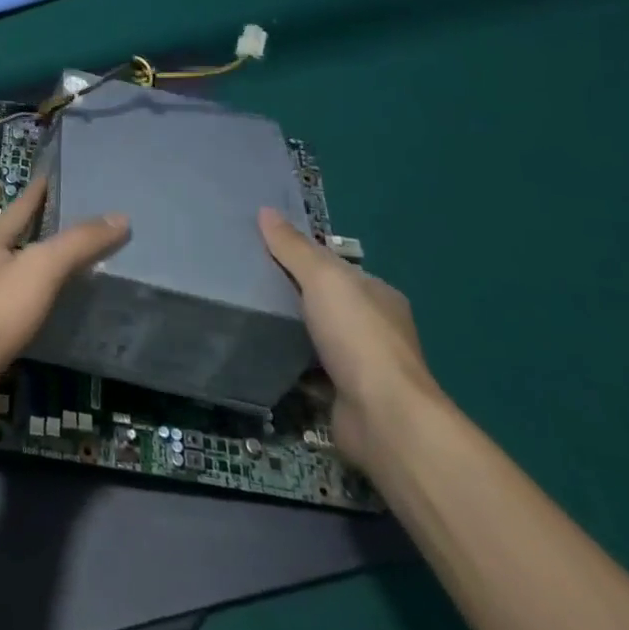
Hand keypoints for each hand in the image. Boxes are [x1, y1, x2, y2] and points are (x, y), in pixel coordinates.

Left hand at [0, 176, 127, 390]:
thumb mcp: (42, 267)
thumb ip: (78, 242)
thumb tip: (120, 217)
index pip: (20, 206)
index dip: (38, 191)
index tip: (52, 176)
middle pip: (12, 237)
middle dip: (37, 229)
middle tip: (71, 222)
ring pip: (10, 271)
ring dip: (33, 265)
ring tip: (64, 265)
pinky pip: (11, 303)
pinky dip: (30, 298)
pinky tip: (46, 308)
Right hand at [258, 208, 439, 468]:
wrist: (384, 419)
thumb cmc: (358, 337)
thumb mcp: (323, 279)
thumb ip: (293, 247)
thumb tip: (266, 210)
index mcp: (377, 294)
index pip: (333, 265)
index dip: (299, 253)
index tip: (259, 246)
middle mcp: (375, 327)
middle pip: (324, 299)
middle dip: (290, 290)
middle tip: (244, 277)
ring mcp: (362, 364)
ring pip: (316, 336)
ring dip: (289, 329)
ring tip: (245, 312)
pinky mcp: (345, 395)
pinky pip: (309, 370)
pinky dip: (289, 363)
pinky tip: (260, 352)